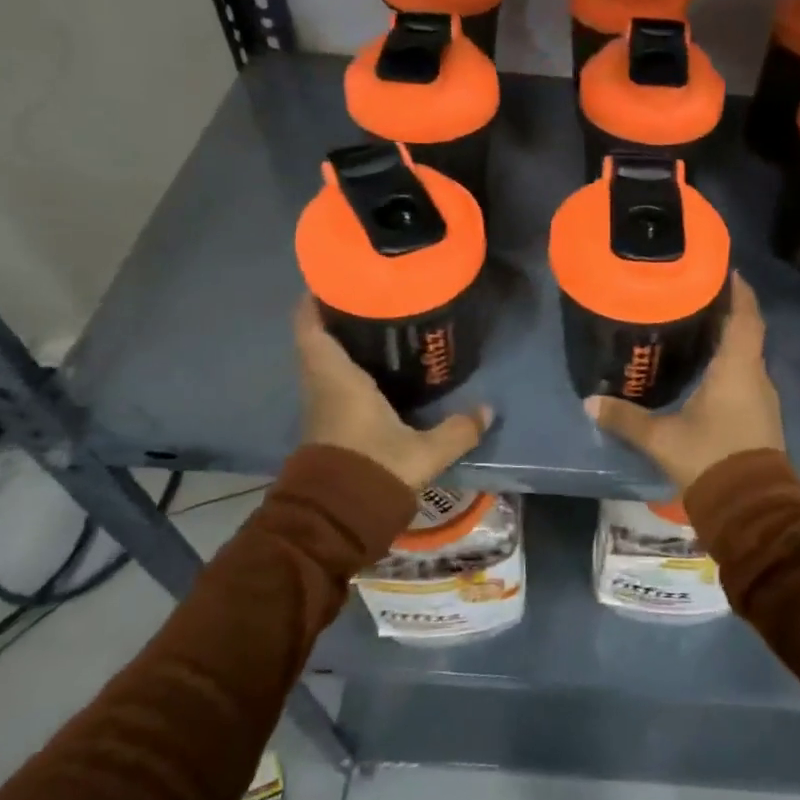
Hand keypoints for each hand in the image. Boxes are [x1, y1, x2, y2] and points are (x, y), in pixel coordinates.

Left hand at [294, 296, 491, 490]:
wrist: (335, 522)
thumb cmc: (373, 470)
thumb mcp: (423, 451)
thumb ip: (457, 430)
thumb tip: (488, 410)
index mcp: (337, 379)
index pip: (311, 327)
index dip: (315, 300)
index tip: (334, 277)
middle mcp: (322, 387)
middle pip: (317, 340)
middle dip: (338, 317)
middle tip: (371, 297)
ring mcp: (321, 409)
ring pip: (324, 363)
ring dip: (342, 344)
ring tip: (378, 326)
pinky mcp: (327, 428)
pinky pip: (332, 384)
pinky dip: (348, 370)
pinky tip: (377, 370)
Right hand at [585, 274, 784, 490]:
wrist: (752, 508)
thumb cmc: (710, 459)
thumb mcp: (662, 439)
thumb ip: (626, 419)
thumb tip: (589, 402)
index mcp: (737, 369)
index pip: (745, 317)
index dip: (739, 292)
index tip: (727, 270)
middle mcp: (756, 377)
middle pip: (747, 333)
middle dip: (728, 311)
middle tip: (698, 295)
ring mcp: (762, 398)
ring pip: (747, 356)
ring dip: (730, 339)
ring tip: (699, 326)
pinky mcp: (761, 417)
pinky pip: (746, 376)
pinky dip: (730, 363)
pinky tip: (708, 369)